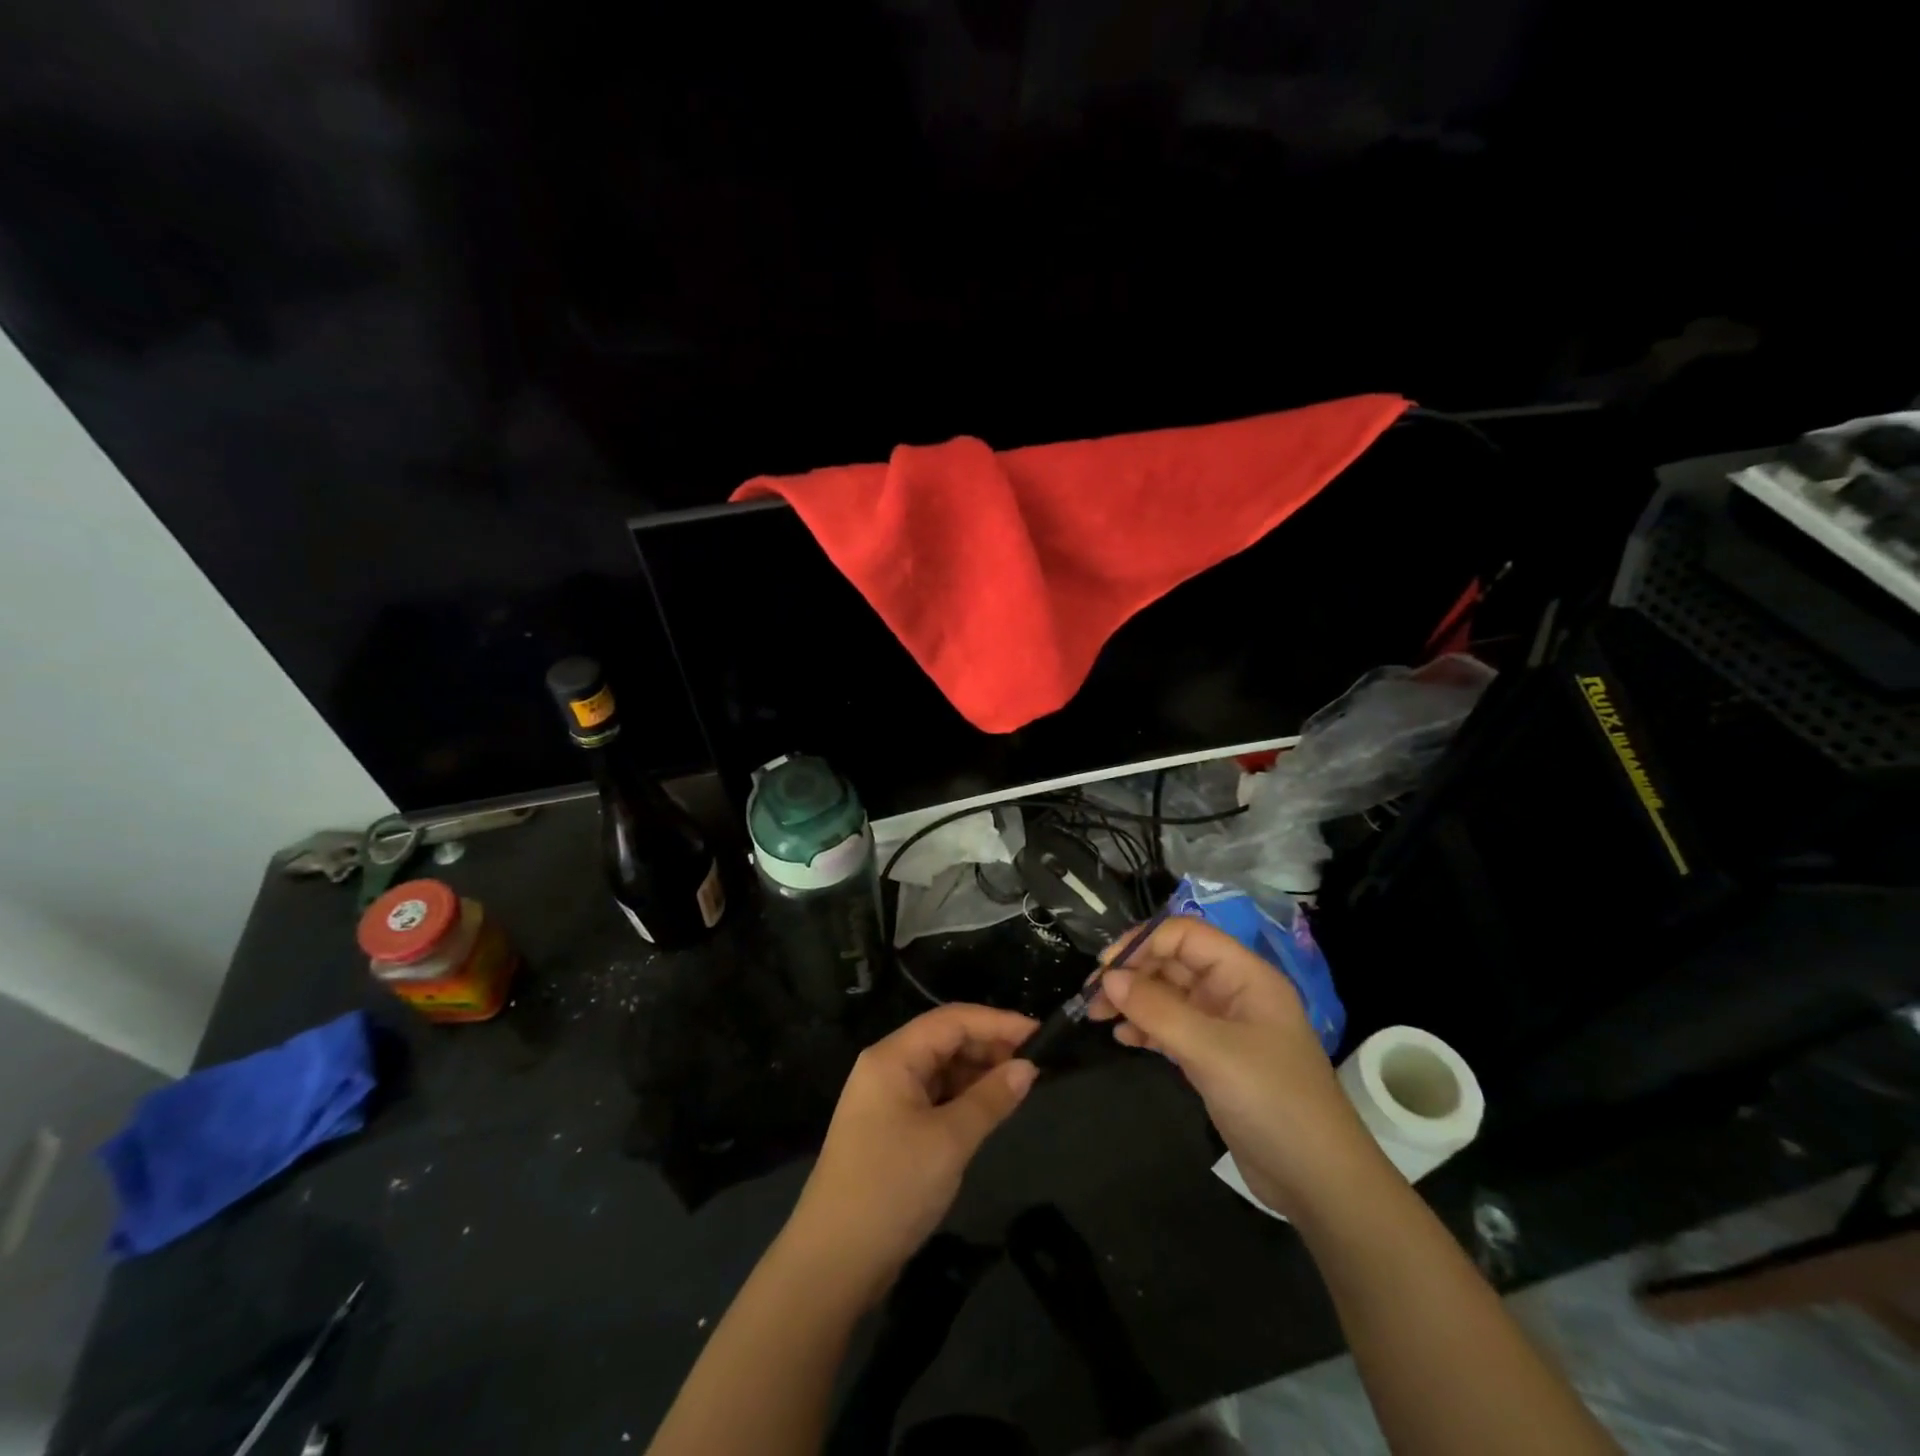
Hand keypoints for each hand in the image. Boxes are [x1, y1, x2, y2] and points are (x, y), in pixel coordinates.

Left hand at [782, 1004, 1038, 1303]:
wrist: (832, 1262)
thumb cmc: (892, 1188)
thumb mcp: (949, 1141)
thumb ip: (990, 1099)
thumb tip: (1028, 1068)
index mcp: (892, 1057)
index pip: (951, 1019)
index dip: (997, 1021)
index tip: (1040, 1033)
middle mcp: (886, 1068)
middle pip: (944, 1040)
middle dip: (989, 1046)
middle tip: (1035, 1064)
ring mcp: (886, 1100)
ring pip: (940, 1069)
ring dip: (978, 1073)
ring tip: (1019, 1085)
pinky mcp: (890, 1129)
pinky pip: (933, 1097)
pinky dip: (962, 1098)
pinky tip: (989, 1108)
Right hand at [1086, 916, 1374, 1218]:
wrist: (1320, 1181)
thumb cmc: (1272, 1101)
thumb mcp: (1212, 1051)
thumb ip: (1158, 1010)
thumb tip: (1109, 977)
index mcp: (1245, 975)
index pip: (1186, 935)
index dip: (1144, 942)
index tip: (1107, 968)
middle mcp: (1234, 992)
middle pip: (1173, 962)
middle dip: (1132, 973)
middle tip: (1093, 998)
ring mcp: (1224, 1026)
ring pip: (1169, 995)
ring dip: (1133, 1001)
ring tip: (1097, 1017)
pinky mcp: (1215, 1058)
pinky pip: (1172, 1027)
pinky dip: (1145, 1028)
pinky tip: (1123, 1039)